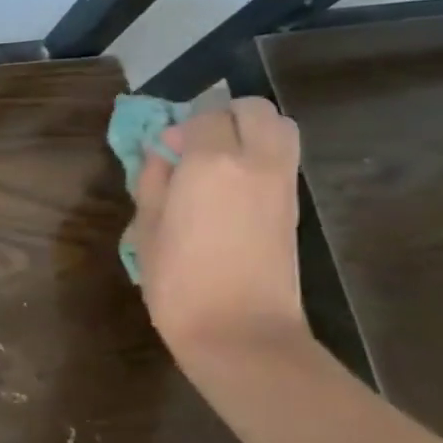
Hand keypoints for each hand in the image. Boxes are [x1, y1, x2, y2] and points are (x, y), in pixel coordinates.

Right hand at [126, 98, 310, 362]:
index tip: (163, 153)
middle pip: (252, 110)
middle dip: (223, 116)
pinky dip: (261, 156)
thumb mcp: (147, 230)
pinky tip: (232, 190)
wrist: (240, 332)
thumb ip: (153, 182)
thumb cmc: (179, 283)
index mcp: (212, 163)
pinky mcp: (294, 206)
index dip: (180, 128)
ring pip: (279, 128)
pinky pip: (282, 158)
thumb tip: (162, 156)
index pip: (203, 116)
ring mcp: (282, 183)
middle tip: (195, 147)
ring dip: (249, 131)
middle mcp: (256, 161)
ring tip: (218, 163)